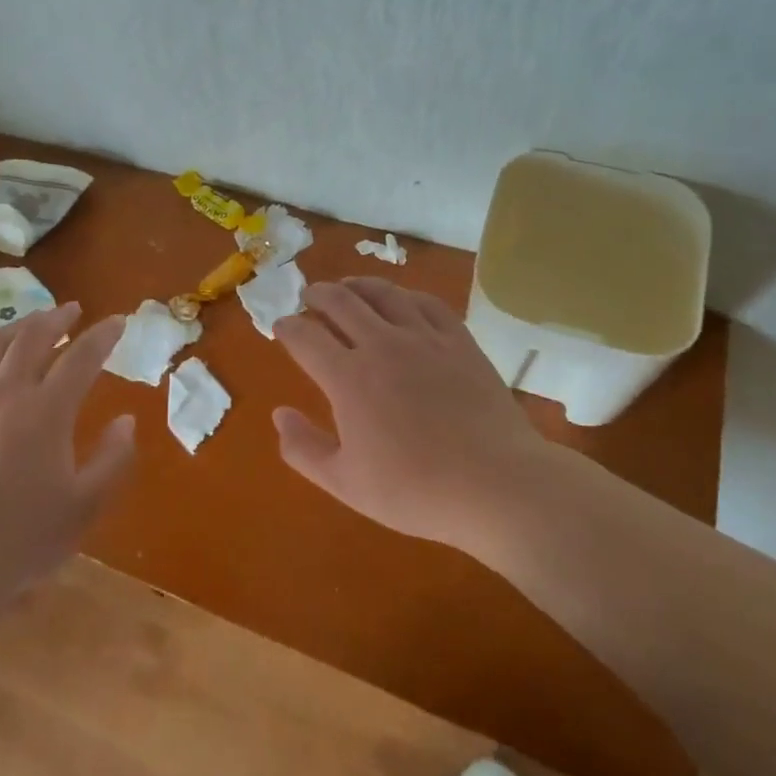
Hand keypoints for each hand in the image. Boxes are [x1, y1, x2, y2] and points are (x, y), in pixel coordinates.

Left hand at [0, 304, 132, 631]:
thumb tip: (126, 421)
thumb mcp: (83, 507)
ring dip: (17, 328)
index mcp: (47, 411)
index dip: (103, 336)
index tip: (118, 321)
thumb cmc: (21, 537)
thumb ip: (112, 459)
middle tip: (72, 310)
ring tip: (31, 323)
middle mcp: (7, 393)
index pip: (82, 357)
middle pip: (33, 338)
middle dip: (57, 318)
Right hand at [272, 278, 551, 552]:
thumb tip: (279, 414)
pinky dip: (404, 295)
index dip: (287, 327)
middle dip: (317, 295)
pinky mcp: (458, 340)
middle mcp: (381, 344)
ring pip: (382, 293)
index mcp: (347, 377)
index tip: (281, 327)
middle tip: (309, 297)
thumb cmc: (416, 490)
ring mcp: (423, 337)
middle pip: (340, 301)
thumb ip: (304, 449)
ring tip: (347, 287)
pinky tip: (401, 300)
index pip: (305, 337)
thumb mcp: (346, 483)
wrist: (496, 485)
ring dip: (356, 285)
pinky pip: (426, 302)